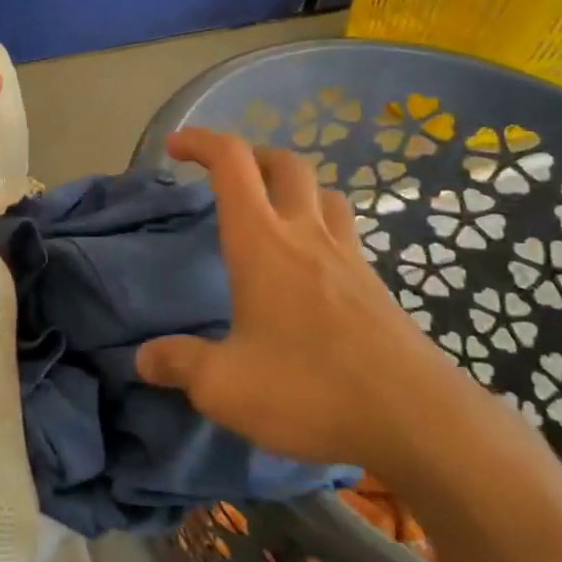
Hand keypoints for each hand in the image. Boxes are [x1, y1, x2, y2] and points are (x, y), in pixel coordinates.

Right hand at [135, 128, 479, 471]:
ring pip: (324, 193)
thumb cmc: (310, 389)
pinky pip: (345, 234)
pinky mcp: (376, 286)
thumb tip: (143, 358)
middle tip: (227, 177)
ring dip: (294, 187)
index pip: (232, 163)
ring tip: (272, 212)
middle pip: (285, 163)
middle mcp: (306, 235)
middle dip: (251, 155)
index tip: (175, 148)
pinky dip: (321, 228)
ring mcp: (348, 257)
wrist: (417, 419)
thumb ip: (180, 365)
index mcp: (262, 242)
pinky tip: (310, 270)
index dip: (201, 142)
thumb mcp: (225, 386)